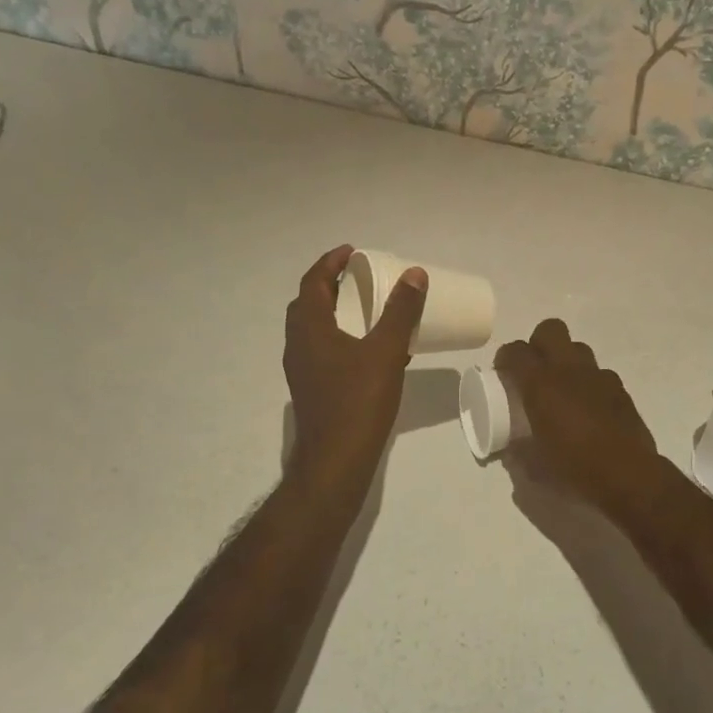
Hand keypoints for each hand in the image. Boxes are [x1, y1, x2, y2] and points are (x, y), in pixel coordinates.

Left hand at [285, 244, 425, 497]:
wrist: (336, 461)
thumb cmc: (358, 401)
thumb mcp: (386, 351)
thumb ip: (400, 311)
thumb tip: (414, 273)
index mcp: (309, 329)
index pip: (312, 282)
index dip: (330, 262)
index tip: (353, 251)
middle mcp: (298, 345)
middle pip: (308, 303)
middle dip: (331, 285)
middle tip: (359, 276)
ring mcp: (302, 370)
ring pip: (314, 329)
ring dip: (335, 312)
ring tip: (366, 307)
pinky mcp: (312, 389)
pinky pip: (323, 350)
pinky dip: (340, 337)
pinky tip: (368, 349)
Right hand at [495, 320, 664, 515]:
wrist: (628, 476)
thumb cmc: (575, 468)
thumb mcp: (535, 466)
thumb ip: (520, 451)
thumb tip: (514, 448)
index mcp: (541, 384)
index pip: (516, 351)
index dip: (505, 358)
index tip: (503, 374)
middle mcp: (569, 369)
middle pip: (550, 330)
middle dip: (538, 343)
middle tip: (534, 370)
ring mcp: (598, 375)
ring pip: (577, 348)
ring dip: (566, 361)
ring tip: (563, 388)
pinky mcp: (620, 388)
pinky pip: (599, 373)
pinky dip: (589, 383)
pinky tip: (589, 408)